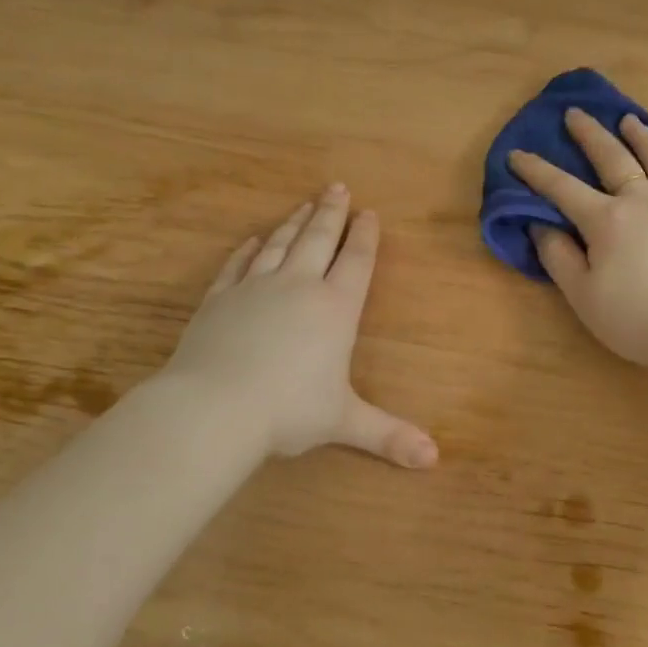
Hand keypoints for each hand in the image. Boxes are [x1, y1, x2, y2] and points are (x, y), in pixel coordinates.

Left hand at [161, 185, 437, 467]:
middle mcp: (298, 287)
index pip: (356, 262)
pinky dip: (249, 250)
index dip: (365, 236)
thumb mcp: (344, 422)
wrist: (214, 407)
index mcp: (335, 309)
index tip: (369, 213)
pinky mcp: (219, 299)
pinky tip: (254, 240)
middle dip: (331, 213)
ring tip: (304, 203)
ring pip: (279, 244)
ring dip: (294, 222)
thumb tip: (434, 459)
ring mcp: (255, 288)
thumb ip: (388, 435)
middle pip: (318, 239)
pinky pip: (238, 265)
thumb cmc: (288, 411)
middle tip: (338, 187)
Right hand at [509, 109, 647, 367]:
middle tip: (576, 114)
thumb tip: (542, 225)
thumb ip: (558, 257)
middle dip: (590, 134)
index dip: (537, 171)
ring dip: (645, 137)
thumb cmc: (634, 321)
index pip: (563, 188)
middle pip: (615, 159)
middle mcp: (647, 201)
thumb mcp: (582, 296)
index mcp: (608, 220)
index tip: (517, 154)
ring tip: (631, 120)